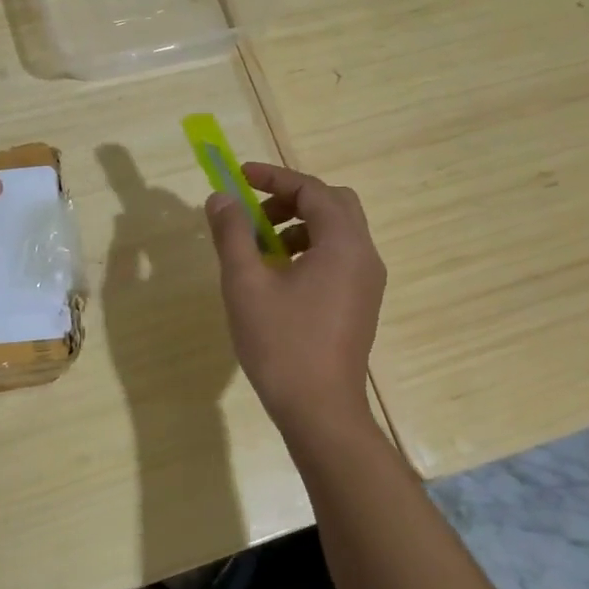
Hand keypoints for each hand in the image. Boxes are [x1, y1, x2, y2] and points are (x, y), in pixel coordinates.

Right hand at [205, 163, 385, 434]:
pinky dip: (309, 250)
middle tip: (254, 214)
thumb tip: (221, 198)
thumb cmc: (281, 344)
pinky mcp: (361, 303)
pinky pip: (339, 258)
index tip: (238, 177)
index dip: (273, 177)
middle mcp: (365, 255)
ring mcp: (367, 282)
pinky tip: (278, 278)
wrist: (320, 411)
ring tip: (260, 249)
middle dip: (291, 199)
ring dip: (299, 225)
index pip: (312, 189)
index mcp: (343, 244)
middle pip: (333, 204)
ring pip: (337, 231)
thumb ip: (232, 233)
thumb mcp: (246, 283)